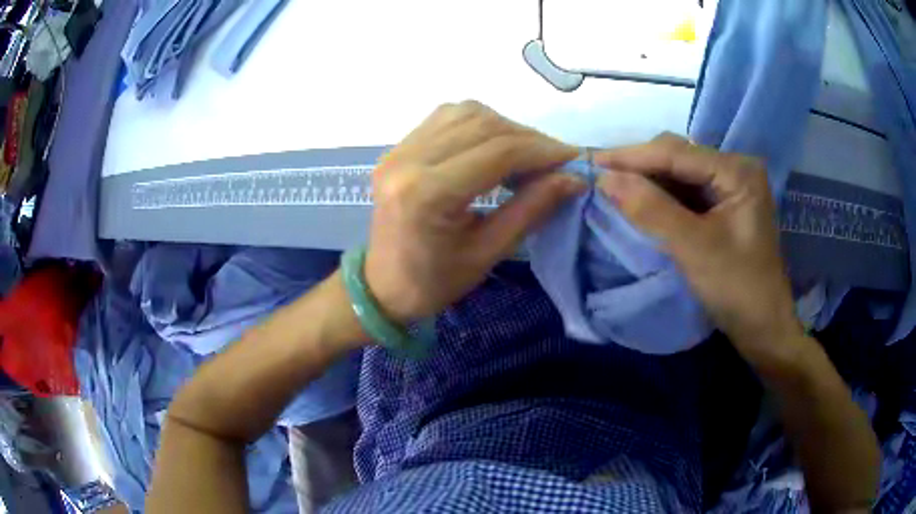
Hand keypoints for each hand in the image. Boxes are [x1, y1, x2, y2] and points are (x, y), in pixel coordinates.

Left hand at [364, 101, 583, 322]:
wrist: (382, 285)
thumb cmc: (434, 282)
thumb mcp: (488, 253)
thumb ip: (531, 208)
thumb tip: (573, 178)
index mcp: (427, 193)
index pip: (498, 152)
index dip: (543, 151)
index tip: (574, 159)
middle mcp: (408, 160)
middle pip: (482, 125)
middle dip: (528, 138)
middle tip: (554, 160)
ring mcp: (398, 150)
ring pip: (465, 113)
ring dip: (505, 127)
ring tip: (526, 154)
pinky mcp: (397, 148)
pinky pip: (446, 118)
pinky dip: (479, 125)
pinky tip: (494, 146)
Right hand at [595, 134, 802, 361]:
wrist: (763, 328)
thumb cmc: (737, 288)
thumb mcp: (693, 248)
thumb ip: (651, 209)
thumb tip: (605, 178)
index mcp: (737, 171)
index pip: (676, 153)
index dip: (632, 156)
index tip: (591, 162)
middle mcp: (735, 169)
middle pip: (678, 157)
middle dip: (639, 167)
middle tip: (600, 177)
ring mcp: (730, 187)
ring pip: (679, 174)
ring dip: (648, 181)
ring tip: (613, 187)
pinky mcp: (724, 206)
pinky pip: (686, 192)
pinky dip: (661, 197)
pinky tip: (641, 202)